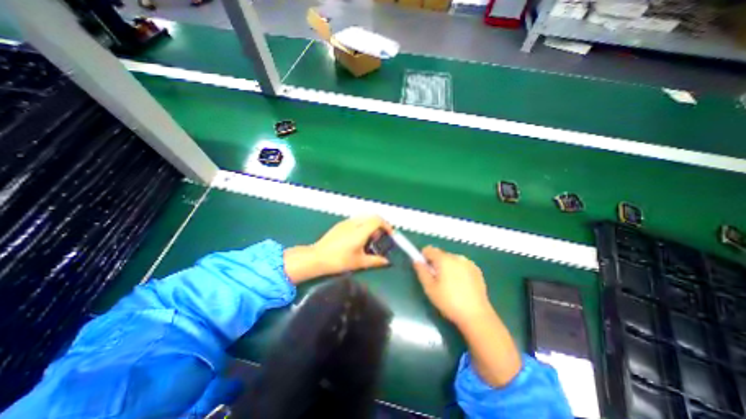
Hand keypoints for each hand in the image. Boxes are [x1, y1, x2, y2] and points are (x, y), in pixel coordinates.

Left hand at [283, 216, 392, 283]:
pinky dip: (362, 225)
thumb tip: (386, 261)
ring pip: (364, 217)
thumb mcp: (359, 262)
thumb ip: (375, 261)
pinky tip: (359, 238)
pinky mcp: (340, 225)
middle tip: (381, 237)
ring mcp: (346, 222)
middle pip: (372, 216)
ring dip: (371, 224)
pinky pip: (356, 220)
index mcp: (360, 231)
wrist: (317, 257)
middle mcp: (354, 223)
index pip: (377, 220)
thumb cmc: (339, 260)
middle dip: (380, 225)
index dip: (387, 225)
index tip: (390, 234)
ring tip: (370, 239)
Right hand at [414, 245, 493, 326]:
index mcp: (444, 260)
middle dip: (436, 264)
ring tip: (450, 285)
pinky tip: (460, 286)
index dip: (424, 257)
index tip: (425, 269)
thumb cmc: (449, 302)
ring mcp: (468, 263)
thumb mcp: (430, 288)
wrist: (476, 316)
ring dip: (447, 267)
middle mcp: (457, 257)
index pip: (429, 249)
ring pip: (451, 260)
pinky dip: (458, 271)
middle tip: (437, 281)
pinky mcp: (476, 270)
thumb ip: (421, 271)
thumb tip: (417, 260)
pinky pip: (461, 265)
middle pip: (440, 254)